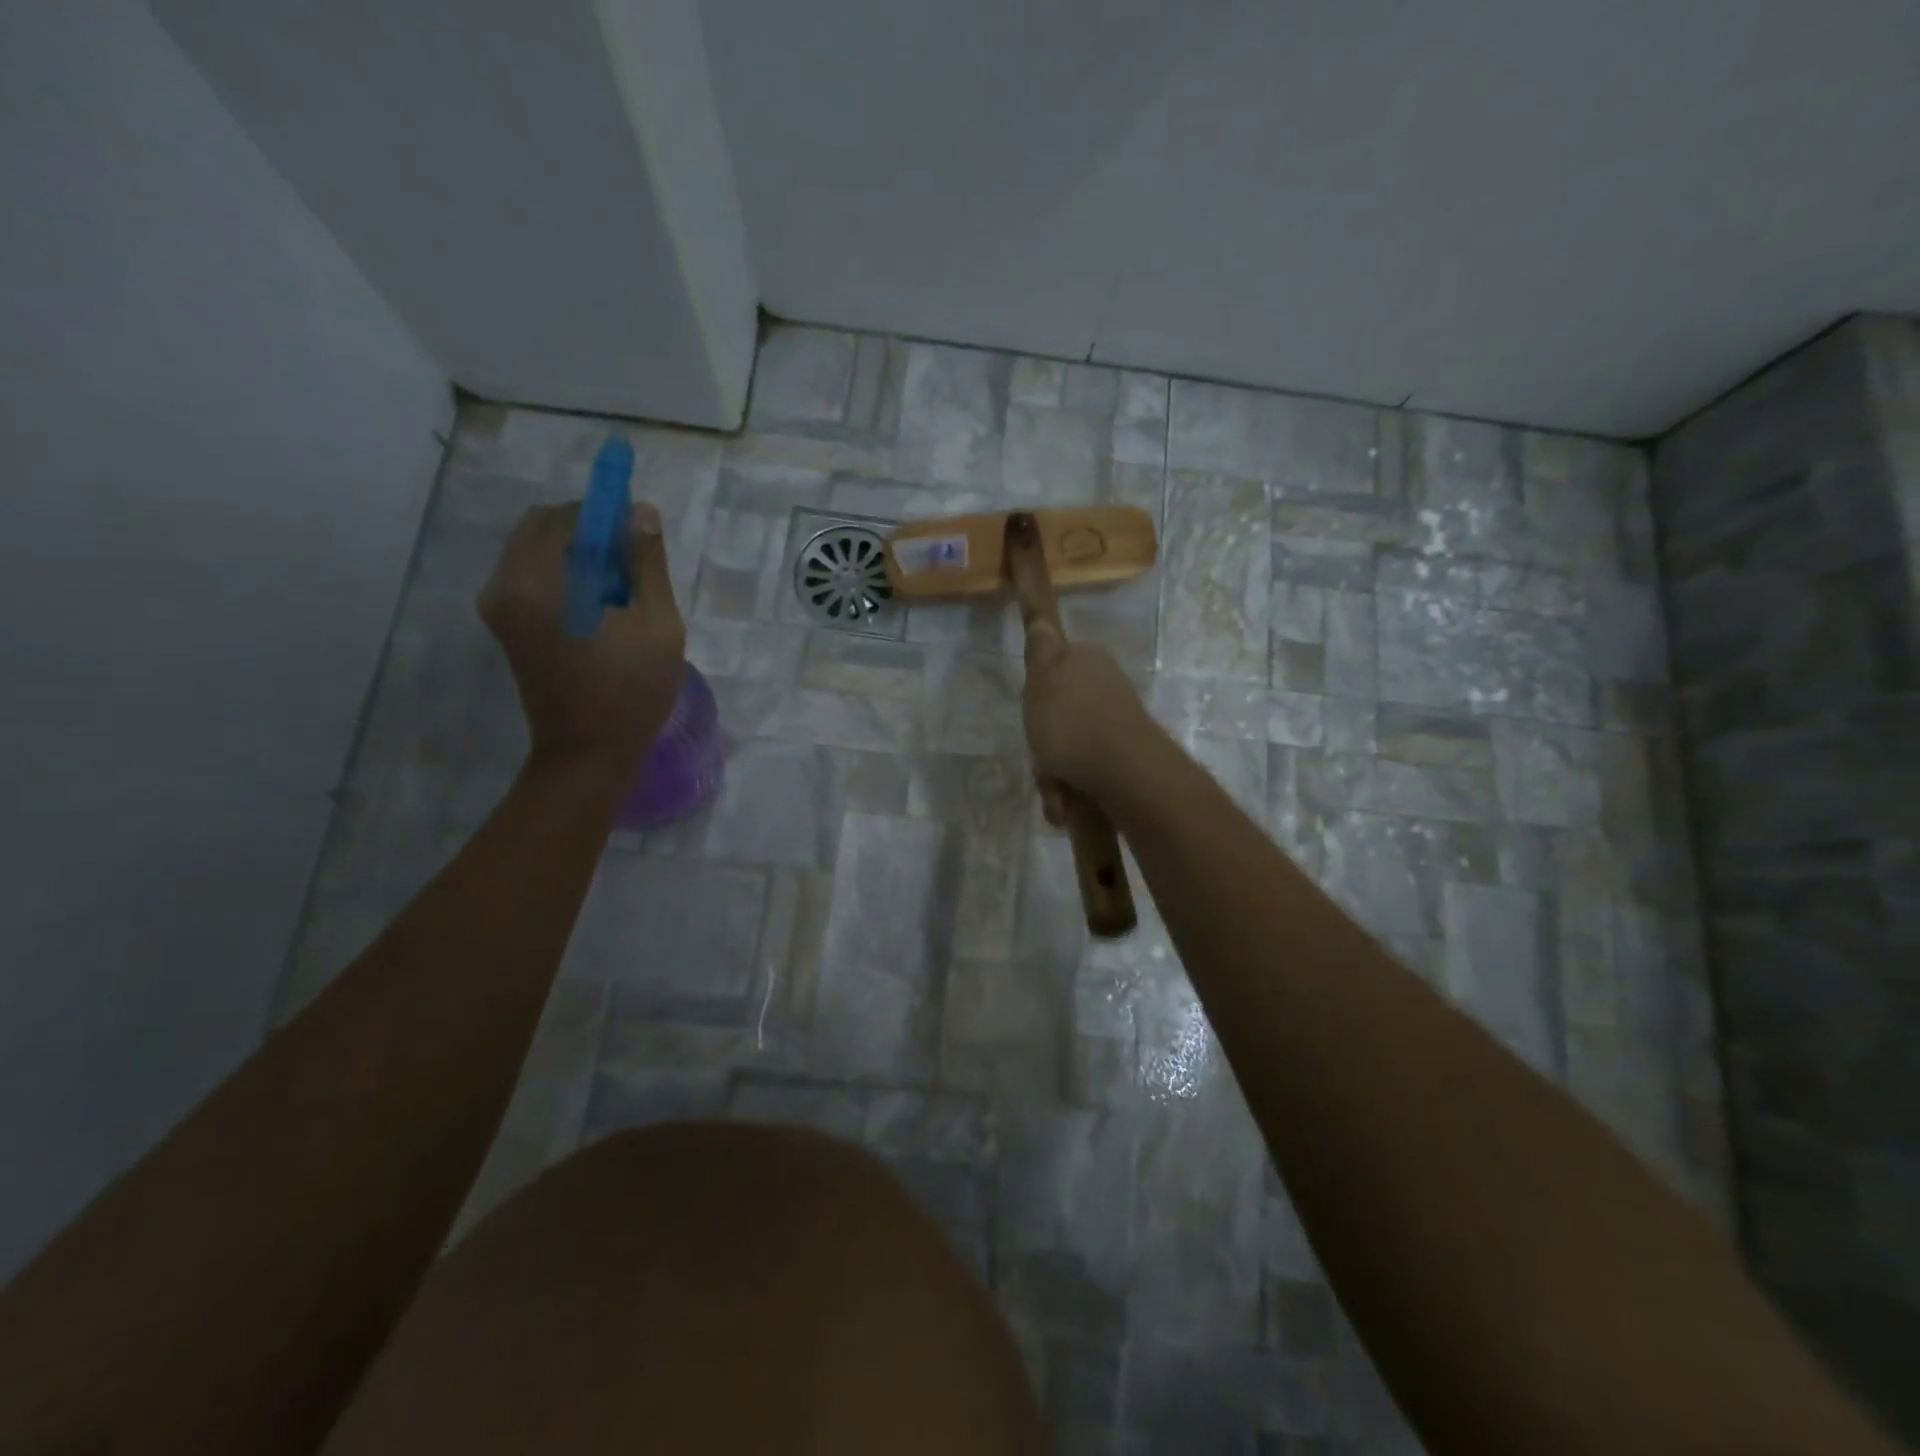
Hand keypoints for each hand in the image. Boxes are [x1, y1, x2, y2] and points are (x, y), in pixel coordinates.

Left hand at [478, 500, 685, 775]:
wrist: (588, 755)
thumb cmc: (631, 691)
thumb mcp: (658, 625)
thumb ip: (647, 564)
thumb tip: (641, 512)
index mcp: (538, 581)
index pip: (566, 516)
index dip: (605, 513)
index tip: (638, 532)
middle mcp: (505, 585)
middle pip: (544, 528)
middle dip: (590, 533)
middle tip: (632, 564)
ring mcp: (499, 607)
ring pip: (538, 552)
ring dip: (579, 556)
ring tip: (620, 592)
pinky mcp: (505, 625)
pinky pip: (533, 577)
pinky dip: (566, 576)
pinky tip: (600, 608)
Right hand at [1022, 621, 1148, 821]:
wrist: (1124, 773)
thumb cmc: (1073, 722)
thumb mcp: (1043, 676)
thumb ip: (1041, 648)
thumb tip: (1043, 622)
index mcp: (1088, 662)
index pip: (1054, 667)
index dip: (1039, 691)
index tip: (1033, 710)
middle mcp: (1106, 688)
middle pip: (1060, 714)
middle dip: (1046, 742)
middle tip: (1040, 755)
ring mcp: (1116, 725)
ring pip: (1070, 748)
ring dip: (1056, 773)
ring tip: (1056, 790)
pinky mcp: (1123, 759)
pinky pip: (1085, 774)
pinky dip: (1072, 790)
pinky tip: (1068, 803)